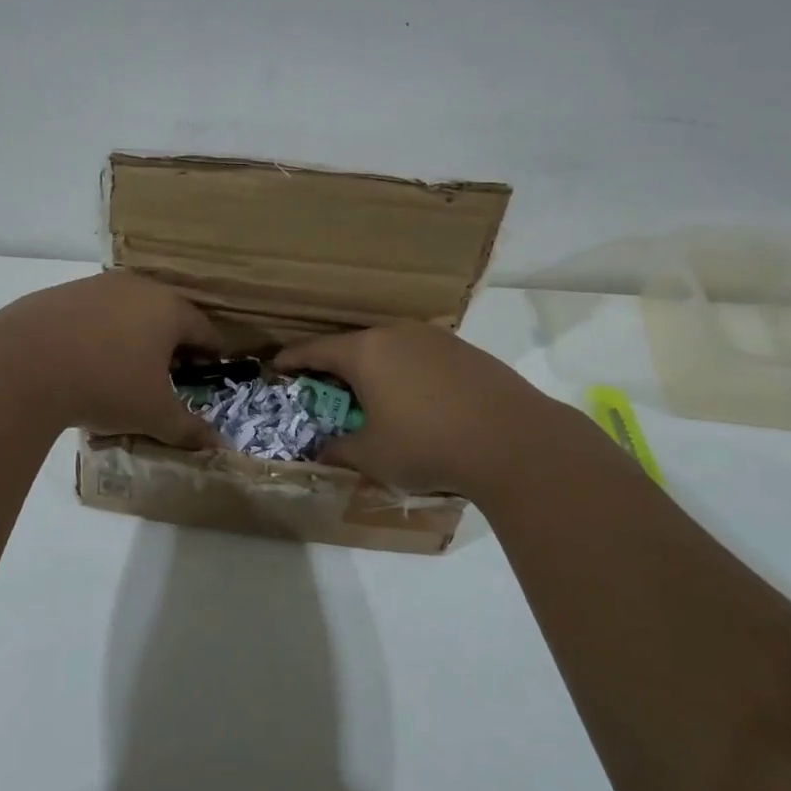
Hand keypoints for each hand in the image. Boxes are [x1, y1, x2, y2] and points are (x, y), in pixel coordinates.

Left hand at [0, 272, 226, 448]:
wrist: (22, 365)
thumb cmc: (106, 385)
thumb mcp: (153, 414)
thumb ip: (188, 429)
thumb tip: (218, 445)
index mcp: (169, 309)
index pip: (204, 329)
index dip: (210, 354)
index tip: (207, 374)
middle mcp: (137, 287)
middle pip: (166, 314)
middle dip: (171, 344)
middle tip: (167, 375)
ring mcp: (96, 286)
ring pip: (127, 311)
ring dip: (133, 336)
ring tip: (122, 370)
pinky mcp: (60, 293)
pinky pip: (92, 314)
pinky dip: (97, 334)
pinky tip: (82, 361)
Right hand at [276, 322, 574, 498]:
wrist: (514, 441)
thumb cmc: (428, 445)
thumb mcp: (373, 456)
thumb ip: (340, 451)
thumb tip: (320, 453)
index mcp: (365, 352)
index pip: (316, 349)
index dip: (293, 358)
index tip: (277, 365)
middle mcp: (396, 334)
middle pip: (354, 344)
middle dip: (335, 364)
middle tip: (324, 386)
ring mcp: (434, 338)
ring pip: (390, 347)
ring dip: (375, 367)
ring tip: (372, 392)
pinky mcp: (465, 350)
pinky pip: (421, 356)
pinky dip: (407, 371)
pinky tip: (417, 398)